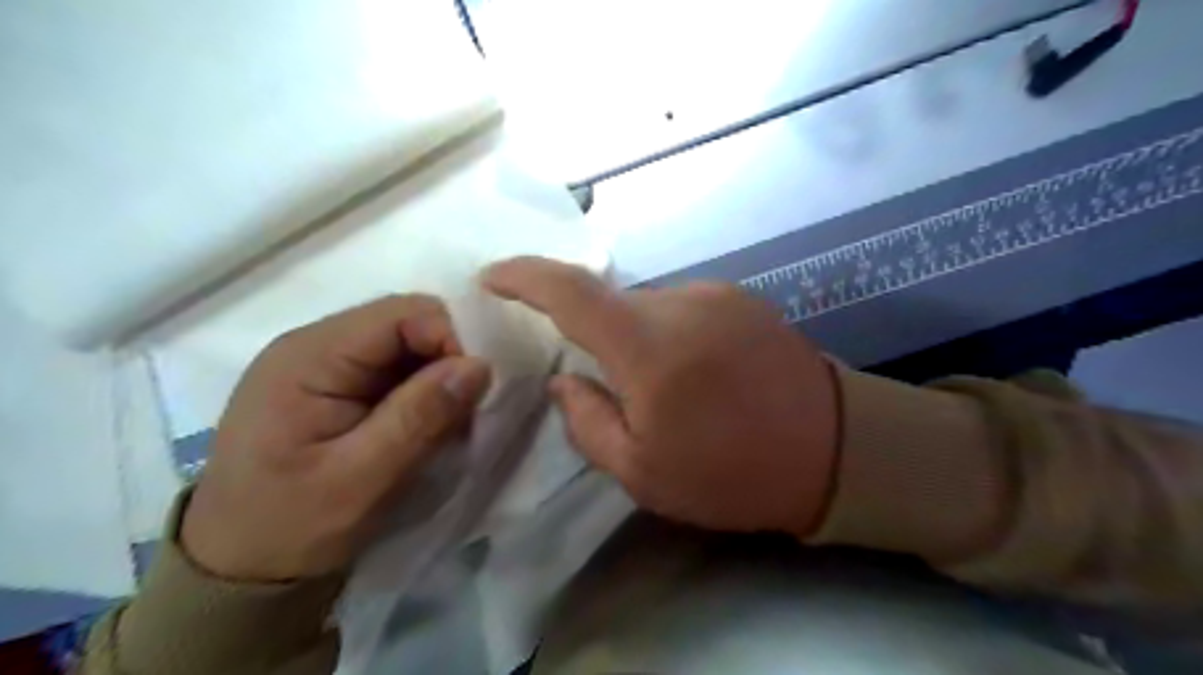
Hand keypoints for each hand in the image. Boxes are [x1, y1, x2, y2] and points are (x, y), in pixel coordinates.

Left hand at [180, 297, 488, 580]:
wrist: (237, 570)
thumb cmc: (289, 527)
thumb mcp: (360, 478)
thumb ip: (420, 417)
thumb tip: (480, 365)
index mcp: (310, 355)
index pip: (403, 314)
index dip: (452, 339)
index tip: (476, 390)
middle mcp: (316, 345)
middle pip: (407, 324)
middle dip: (448, 360)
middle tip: (466, 412)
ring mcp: (324, 365)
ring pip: (407, 347)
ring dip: (438, 380)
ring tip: (448, 425)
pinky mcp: (336, 386)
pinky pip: (396, 370)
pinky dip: (423, 393)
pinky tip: (427, 426)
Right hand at [484, 257, 838, 536]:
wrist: (838, 450)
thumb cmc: (733, 473)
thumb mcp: (643, 472)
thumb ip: (588, 421)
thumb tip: (563, 380)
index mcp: (648, 345)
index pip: (569, 291)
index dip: (523, 277)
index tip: (493, 278)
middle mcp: (679, 302)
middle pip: (610, 305)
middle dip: (594, 338)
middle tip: (610, 387)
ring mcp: (716, 294)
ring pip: (647, 308)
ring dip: (637, 341)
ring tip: (666, 391)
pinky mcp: (742, 300)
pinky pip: (682, 309)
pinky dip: (669, 335)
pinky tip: (697, 376)